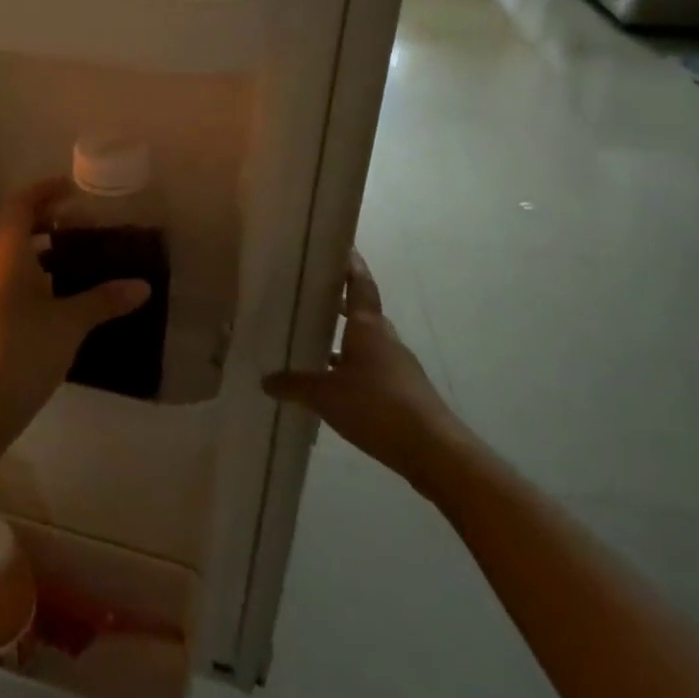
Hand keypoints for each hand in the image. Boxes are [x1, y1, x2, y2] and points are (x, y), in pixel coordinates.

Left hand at [0, 179, 150, 452]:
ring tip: (81, 255)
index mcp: (7, 255)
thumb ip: (104, 300)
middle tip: (86, 222)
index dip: (44, 190)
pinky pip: (14, 278)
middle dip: (49, 218)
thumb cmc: (23, 352)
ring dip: (44, 247)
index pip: (20, 204)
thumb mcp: (70, 324)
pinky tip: (64, 293)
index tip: (74, 188)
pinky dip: (38, 272)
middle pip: (17, 227)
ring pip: (16, 255)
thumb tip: (143, 286)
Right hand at [263, 250, 471, 499]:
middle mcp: (384, 340)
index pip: (360, 285)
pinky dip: (352, 368)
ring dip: (346, 339)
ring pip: (367, 343)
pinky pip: (371, 369)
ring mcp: (397, 366)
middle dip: (342, 303)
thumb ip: (294, 385)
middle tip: (315, 294)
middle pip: (364, 312)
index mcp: (367, 328)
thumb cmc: (377, 407)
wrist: (433, 451)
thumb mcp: (325, 396)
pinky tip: (334, 384)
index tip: (342, 246)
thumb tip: (265, 380)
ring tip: (316, 340)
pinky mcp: (403, 392)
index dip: (351, 265)